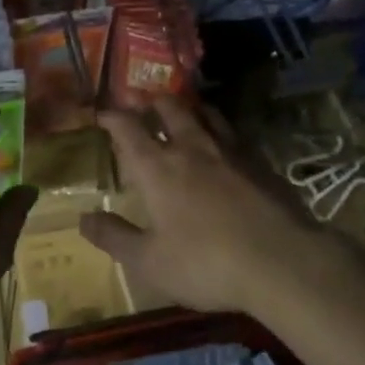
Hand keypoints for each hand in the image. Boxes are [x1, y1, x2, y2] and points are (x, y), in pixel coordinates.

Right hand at [81, 98, 349, 315]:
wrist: (281, 262)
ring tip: (183, 110)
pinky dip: (219, 127)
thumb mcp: (149, 262)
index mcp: (157, 168)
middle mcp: (190, 148)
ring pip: (204, 113)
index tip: (102, 113)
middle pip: (169, 108)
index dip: (112, 116)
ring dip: (188, 107)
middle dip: (152, 101)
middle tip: (143, 103)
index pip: (128, 128)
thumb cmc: (206, 264)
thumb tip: (82, 219)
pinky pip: (233, 132)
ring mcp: (229, 150)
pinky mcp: (259, 161)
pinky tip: (223, 141)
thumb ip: (114, 238)